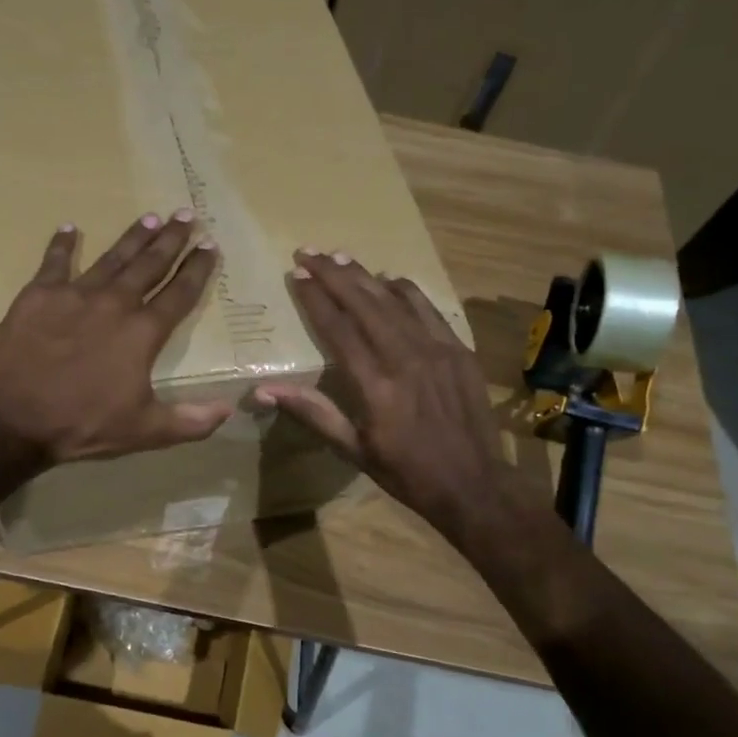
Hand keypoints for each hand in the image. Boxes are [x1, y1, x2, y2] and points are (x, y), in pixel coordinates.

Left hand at [0, 210, 232, 465]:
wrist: (11, 416)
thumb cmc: (81, 424)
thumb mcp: (143, 431)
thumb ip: (189, 421)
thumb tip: (228, 410)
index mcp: (142, 333)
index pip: (179, 294)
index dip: (197, 270)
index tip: (210, 247)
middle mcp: (114, 304)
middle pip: (149, 265)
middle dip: (171, 240)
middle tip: (186, 215)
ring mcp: (74, 294)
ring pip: (112, 258)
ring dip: (133, 237)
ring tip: (150, 217)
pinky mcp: (38, 295)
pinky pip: (54, 262)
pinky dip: (62, 245)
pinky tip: (69, 228)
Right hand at [254, 249, 520, 546]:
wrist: (473, 484)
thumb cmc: (406, 472)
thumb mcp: (353, 449)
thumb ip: (312, 412)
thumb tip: (264, 391)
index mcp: (375, 385)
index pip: (338, 328)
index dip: (316, 298)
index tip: (297, 274)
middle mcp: (405, 358)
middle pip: (364, 303)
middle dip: (334, 274)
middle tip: (309, 252)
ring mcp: (437, 350)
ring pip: (395, 300)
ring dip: (366, 276)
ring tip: (340, 256)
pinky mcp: (458, 350)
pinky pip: (428, 309)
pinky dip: (406, 290)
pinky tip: (390, 279)